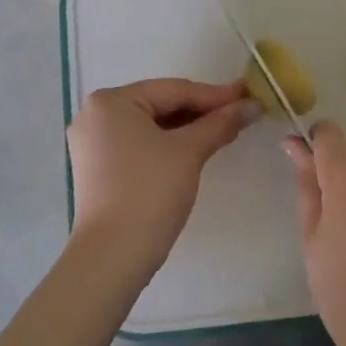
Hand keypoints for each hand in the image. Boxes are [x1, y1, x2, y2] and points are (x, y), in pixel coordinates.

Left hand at [68, 78, 253, 278]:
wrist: (113, 256)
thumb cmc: (149, 192)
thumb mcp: (189, 152)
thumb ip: (220, 123)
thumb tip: (252, 106)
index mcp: (110, 101)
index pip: (174, 90)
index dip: (215, 95)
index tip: (249, 97)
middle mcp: (95, 115)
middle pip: (160, 104)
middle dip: (202, 111)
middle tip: (241, 114)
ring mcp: (93, 143)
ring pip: (151, 126)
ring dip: (188, 129)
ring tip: (226, 130)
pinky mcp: (98, 168)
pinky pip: (140, 144)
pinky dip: (169, 145)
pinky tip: (197, 149)